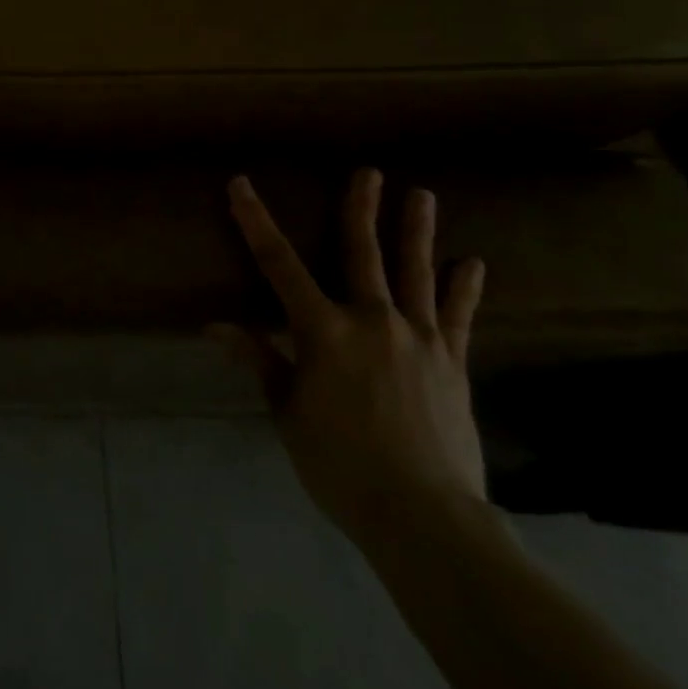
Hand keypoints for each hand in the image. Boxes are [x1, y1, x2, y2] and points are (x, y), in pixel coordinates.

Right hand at [215, 168, 487, 549]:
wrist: (424, 516)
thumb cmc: (340, 465)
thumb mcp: (287, 412)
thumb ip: (260, 361)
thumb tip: (215, 326)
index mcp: (323, 331)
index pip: (279, 264)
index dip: (255, 221)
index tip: (241, 185)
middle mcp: (372, 321)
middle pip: (363, 253)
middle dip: (361, 209)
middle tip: (370, 172)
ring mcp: (419, 339)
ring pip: (416, 273)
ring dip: (417, 232)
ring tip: (422, 194)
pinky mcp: (453, 363)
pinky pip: (459, 317)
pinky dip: (465, 289)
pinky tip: (472, 264)